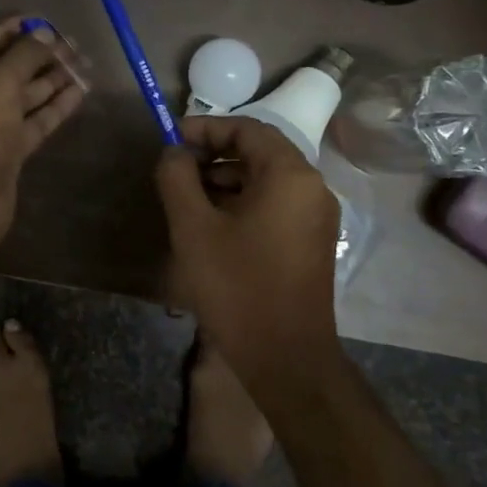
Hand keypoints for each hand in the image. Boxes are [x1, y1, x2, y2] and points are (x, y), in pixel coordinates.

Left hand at [0, 18, 84, 258]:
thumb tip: (46, 34)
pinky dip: (53, 107)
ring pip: (20, 97)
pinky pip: (30, 121)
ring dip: (50, 80)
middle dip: (37, 57)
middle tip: (73, 44)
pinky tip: (79, 91)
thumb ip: (24, 55)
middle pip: (3, 70)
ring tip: (84, 63)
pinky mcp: (4, 151)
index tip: (44, 22)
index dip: (12, 32)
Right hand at [155, 115, 339, 391]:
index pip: (247, 129)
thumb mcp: (194, 227)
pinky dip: (242, 201)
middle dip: (213, 154)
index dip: (205, 128)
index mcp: (290, 176)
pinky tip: (211, 223)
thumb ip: (177, 178)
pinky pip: (274, 204)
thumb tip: (173, 152)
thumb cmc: (237, 286)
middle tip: (174, 169)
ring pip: (265, 179)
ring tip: (186, 197)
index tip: (170, 139)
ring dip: (225, 179)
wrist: (285, 357)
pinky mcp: (311, 242)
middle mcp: (312, 188)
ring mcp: (316, 217)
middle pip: (259, 152)